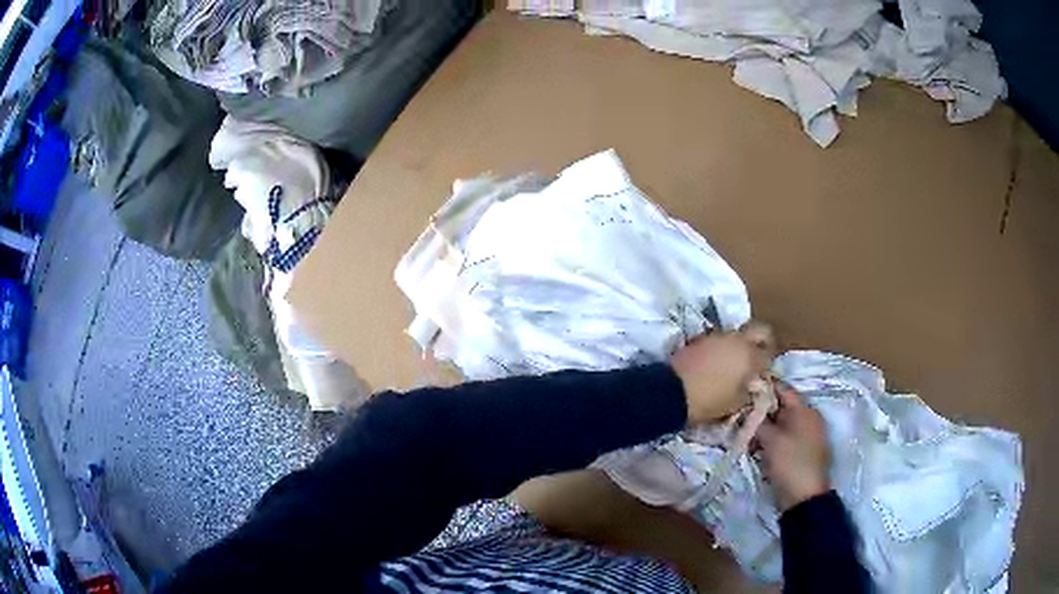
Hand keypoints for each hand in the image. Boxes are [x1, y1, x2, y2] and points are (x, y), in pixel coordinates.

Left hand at [670, 322, 773, 425]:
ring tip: (735, 364)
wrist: (671, 391)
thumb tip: (752, 385)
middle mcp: (737, 340)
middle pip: (760, 330)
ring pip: (738, 334)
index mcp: (750, 355)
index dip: (769, 365)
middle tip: (759, 358)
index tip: (764, 375)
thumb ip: (749, 392)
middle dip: (763, 341)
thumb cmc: (708, 401)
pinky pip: (720, 339)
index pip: (769, 354)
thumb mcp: (735, 403)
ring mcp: (718, 336)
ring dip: (741, 345)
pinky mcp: (701, 338)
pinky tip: (718, 363)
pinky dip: (724, 348)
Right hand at [755, 385, 830, 510]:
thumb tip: (747, 412)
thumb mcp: (770, 440)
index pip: (783, 389)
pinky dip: (771, 440)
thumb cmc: (790, 462)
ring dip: (764, 428)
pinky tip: (757, 448)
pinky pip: (785, 437)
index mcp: (804, 410)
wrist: (804, 496)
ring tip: (746, 435)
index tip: (744, 387)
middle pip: (782, 406)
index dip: (764, 386)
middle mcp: (808, 418)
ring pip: (782, 423)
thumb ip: (758, 422)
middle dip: (761, 410)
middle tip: (740, 414)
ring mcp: (807, 435)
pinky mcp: (802, 450)